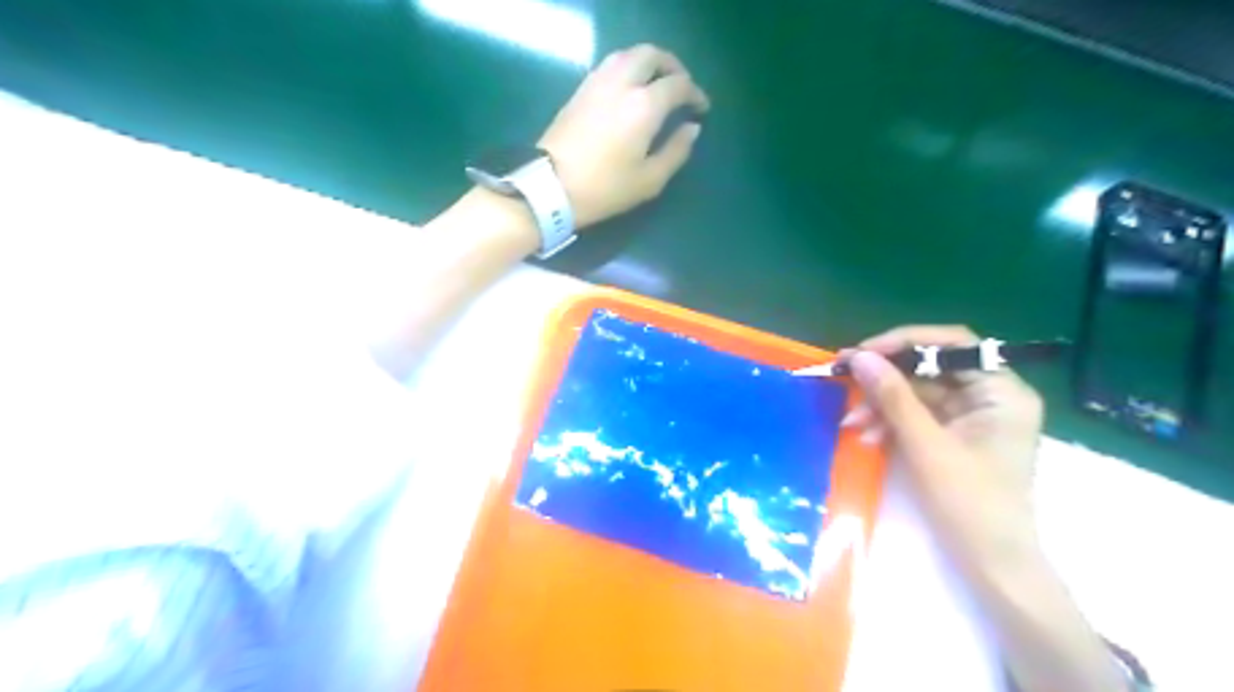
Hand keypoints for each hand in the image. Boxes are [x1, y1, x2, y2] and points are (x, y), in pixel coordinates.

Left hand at [536, 47, 708, 229]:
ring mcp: (597, 83)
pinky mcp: (580, 90)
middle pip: (652, 55)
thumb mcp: (649, 180)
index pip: (678, 85)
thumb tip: (692, 128)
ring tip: (656, 84)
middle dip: (672, 67)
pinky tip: (630, 89)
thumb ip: (676, 151)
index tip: (701, 109)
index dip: (695, 93)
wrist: (551, 186)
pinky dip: (627, 68)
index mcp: (644, 105)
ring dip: (648, 63)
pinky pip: (610, 65)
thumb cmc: (605, 188)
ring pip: (628, 54)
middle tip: (682, 87)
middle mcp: (622, 83)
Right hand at [838, 324, 1038, 572]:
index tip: (863, 353)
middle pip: (931, 368)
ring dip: (882, 405)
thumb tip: (860, 357)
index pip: (953, 344)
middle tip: (844, 379)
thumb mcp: (926, 445)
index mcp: (1002, 391)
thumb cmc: (970, 503)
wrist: (992, 564)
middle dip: (886, 381)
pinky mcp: (956, 435)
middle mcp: (991, 396)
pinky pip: (917, 415)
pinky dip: (891, 423)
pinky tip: (868, 436)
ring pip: (918, 393)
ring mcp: (973, 416)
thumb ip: (893, 397)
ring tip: (852, 423)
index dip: (905, 342)